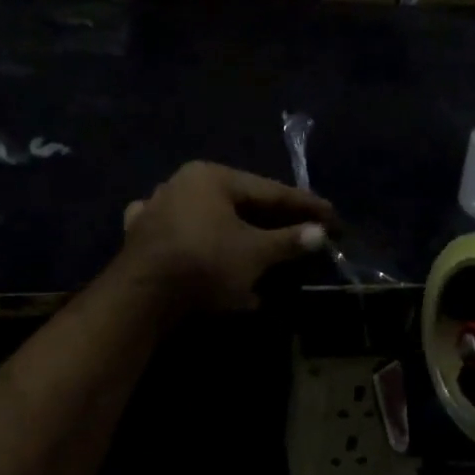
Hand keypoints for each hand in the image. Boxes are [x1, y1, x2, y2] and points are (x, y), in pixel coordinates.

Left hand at [119, 161, 332, 313]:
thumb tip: (319, 233)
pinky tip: (210, 252)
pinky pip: (185, 238)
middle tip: (305, 234)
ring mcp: (156, 210)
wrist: (141, 297)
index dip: (305, 206)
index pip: (270, 190)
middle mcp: (181, 184)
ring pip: (212, 220)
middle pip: (241, 203)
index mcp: (211, 176)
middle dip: (274, 222)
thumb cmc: (205, 264)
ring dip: (240, 235)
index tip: (332, 218)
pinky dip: (205, 247)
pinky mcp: (141, 239)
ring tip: (265, 248)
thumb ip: (289, 241)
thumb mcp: (255, 253)